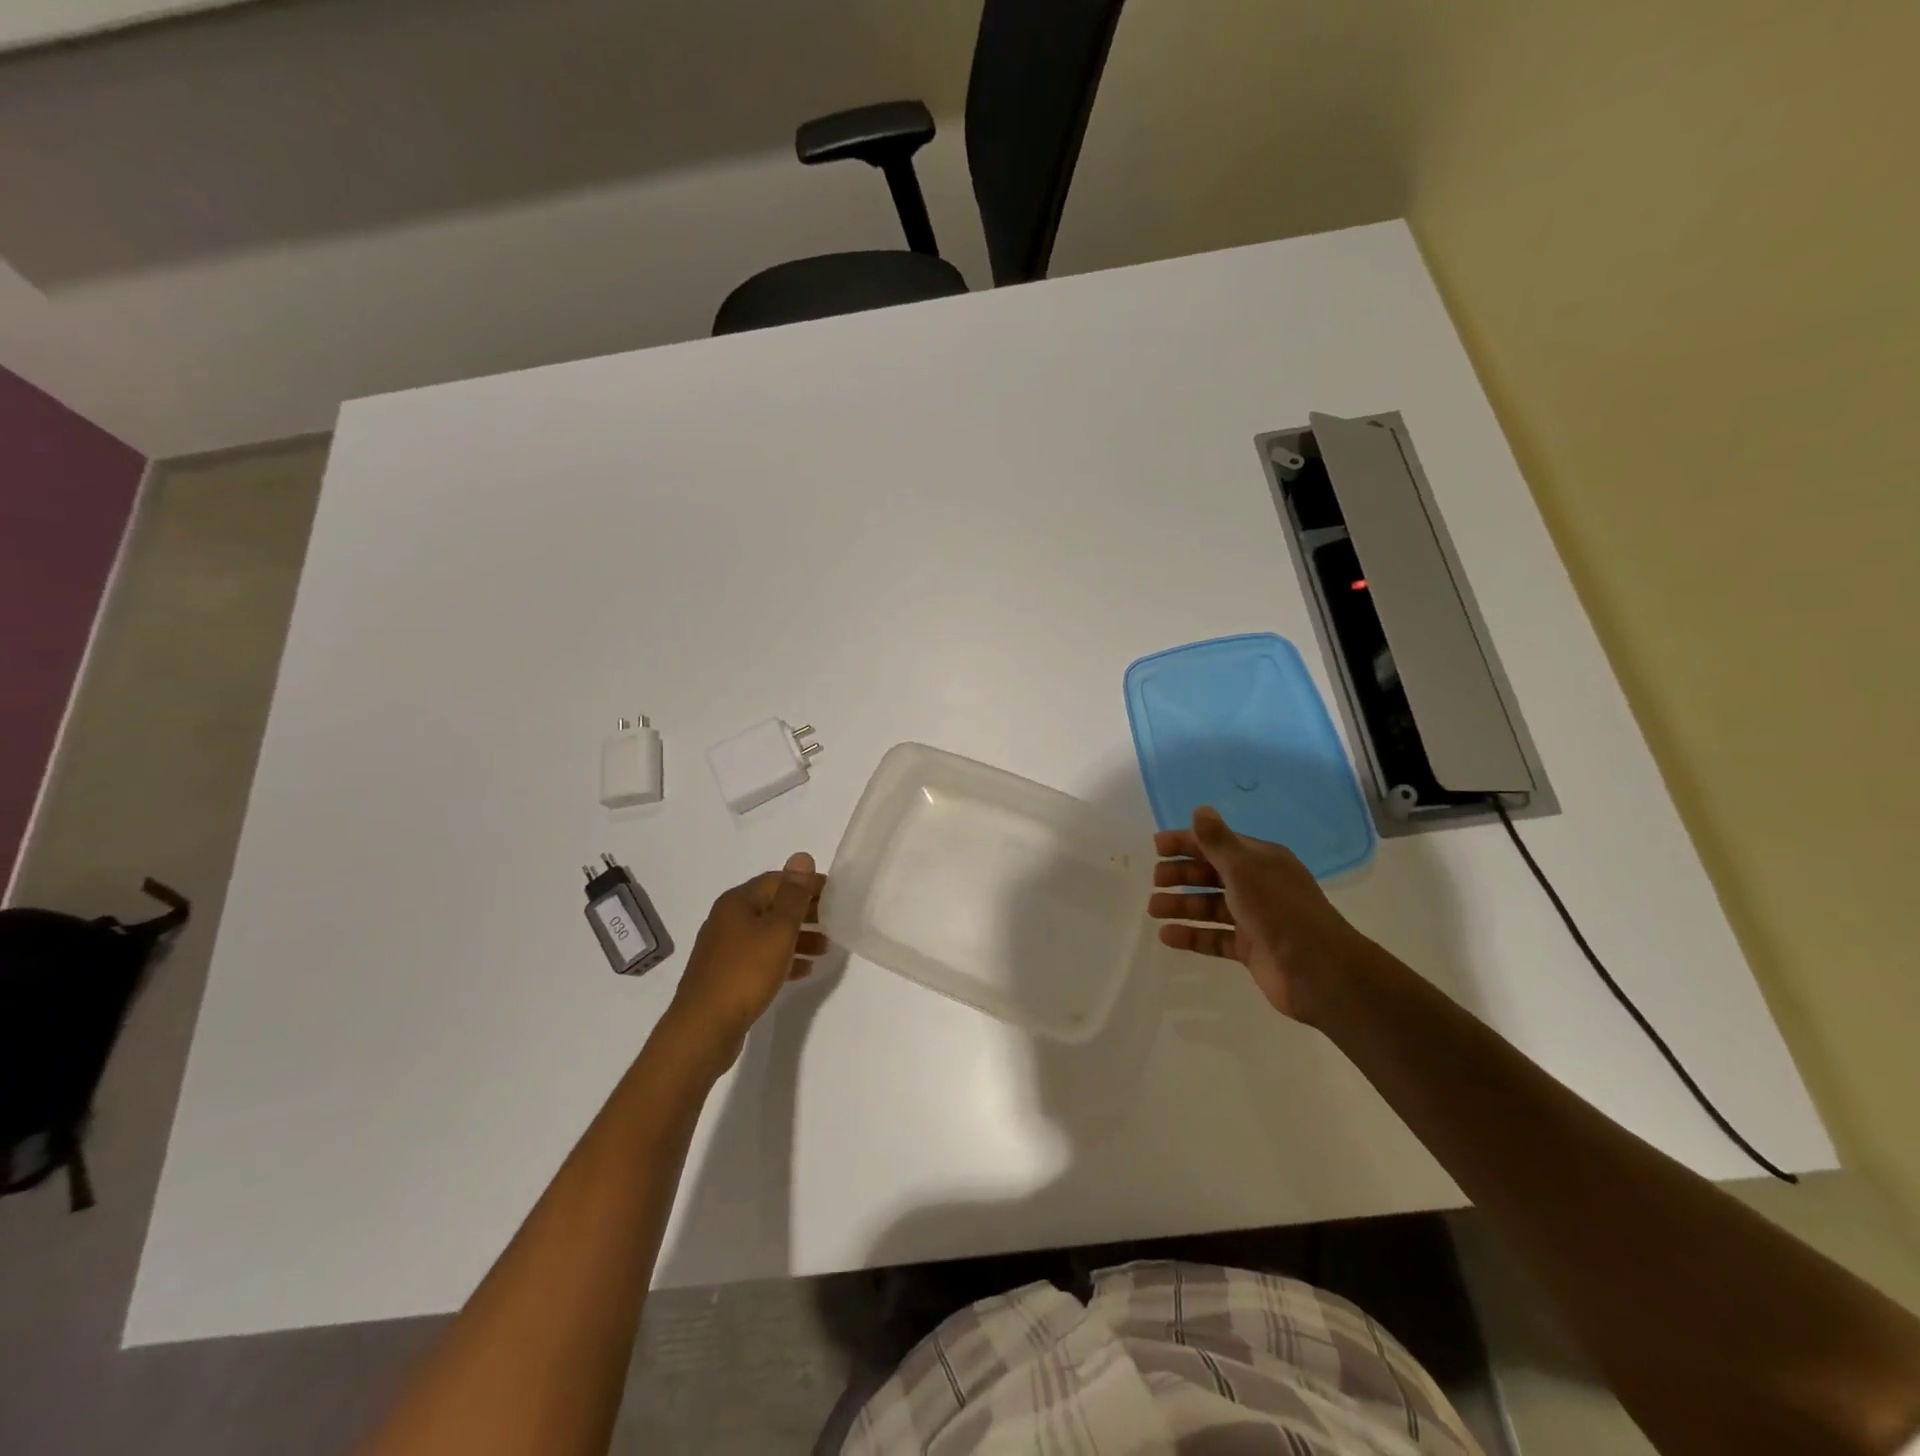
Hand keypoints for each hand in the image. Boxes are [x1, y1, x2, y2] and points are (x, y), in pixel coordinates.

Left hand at [666, 853, 827, 1065]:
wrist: (704, 1028)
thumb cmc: (745, 972)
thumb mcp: (778, 930)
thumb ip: (794, 894)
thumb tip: (802, 856)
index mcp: (737, 901)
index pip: (778, 880)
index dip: (807, 884)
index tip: (835, 894)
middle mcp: (728, 919)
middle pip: (773, 906)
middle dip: (805, 911)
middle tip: (834, 920)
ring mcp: (725, 948)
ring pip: (768, 933)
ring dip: (798, 936)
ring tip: (826, 948)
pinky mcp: (727, 974)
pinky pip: (761, 957)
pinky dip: (783, 958)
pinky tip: (804, 970)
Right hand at [1148, 806, 1379, 1021]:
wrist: (1317, 971)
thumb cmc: (1279, 910)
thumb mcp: (1244, 869)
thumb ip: (1217, 840)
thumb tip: (1200, 809)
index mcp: (1261, 861)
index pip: (1217, 844)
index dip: (1187, 843)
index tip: (1157, 847)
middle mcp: (1258, 886)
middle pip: (1211, 875)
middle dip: (1181, 875)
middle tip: (1155, 880)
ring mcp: (1254, 919)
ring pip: (1210, 906)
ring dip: (1181, 905)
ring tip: (1153, 909)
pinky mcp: (1250, 949)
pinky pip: (1214, 937)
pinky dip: (1191, 936)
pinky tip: (1167, 936)